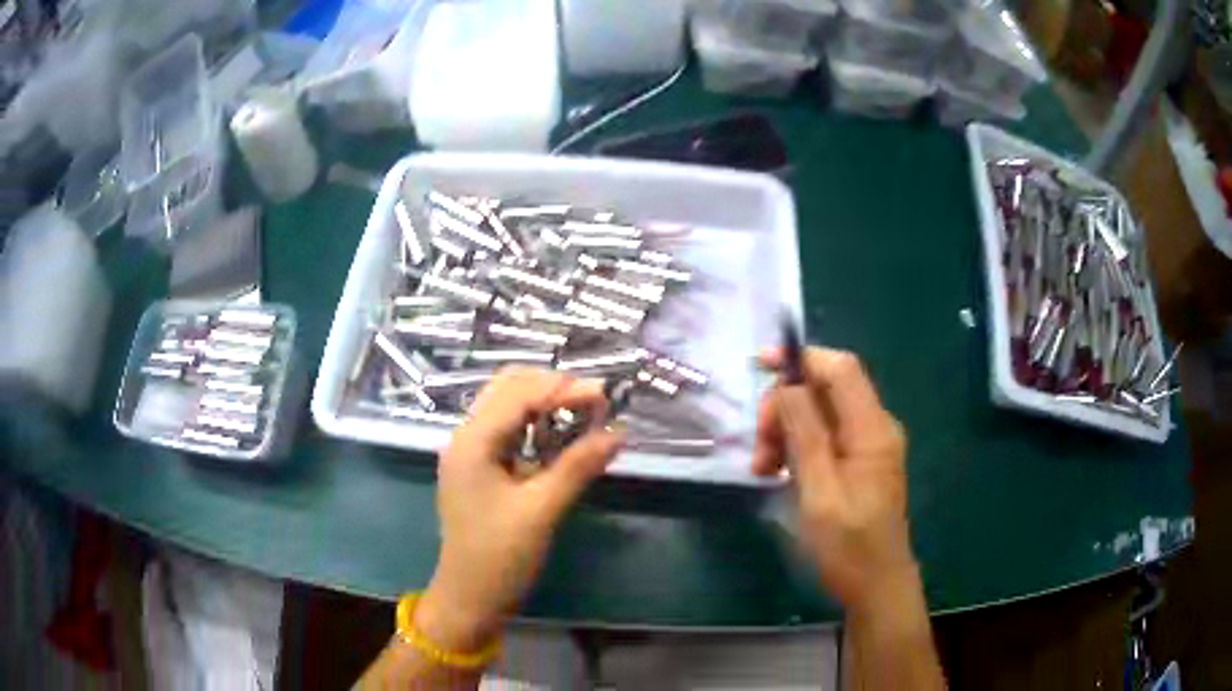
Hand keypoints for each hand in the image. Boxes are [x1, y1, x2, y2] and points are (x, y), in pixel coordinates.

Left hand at [415, 368, 623, 651]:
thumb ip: (578, 466)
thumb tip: (619, 432)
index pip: (519, 394)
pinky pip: (507, 431)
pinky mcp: (479, 469)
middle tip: (594, 401)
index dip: (563, 388)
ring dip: (543, 403)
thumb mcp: (541, 511)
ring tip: (584, 413)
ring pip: (506, 407)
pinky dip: (535, 425)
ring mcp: (469, 453)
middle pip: (507, 388)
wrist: (470, 598)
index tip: (605, 395)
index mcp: (472, 442)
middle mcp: (465, 437)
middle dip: (551, 387)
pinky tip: (561, 437)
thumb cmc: (500, 557)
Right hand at [753, 347, 915, 612]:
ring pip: (822, 415)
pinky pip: (826, 438)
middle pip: (827, 390)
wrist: (877, 586)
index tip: (760, 366)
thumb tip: (787, 386)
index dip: (802, 359)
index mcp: (872, 430)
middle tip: (759, 446)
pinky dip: (799, 448)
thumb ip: (805, 435)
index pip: (840, 369)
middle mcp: (875, 428)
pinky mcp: (861, 463)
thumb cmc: (848, 546)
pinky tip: (779, 473)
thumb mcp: (819, 492)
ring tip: (763, 468)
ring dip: (788, 431)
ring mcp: (869, 446)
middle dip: (786, 407)